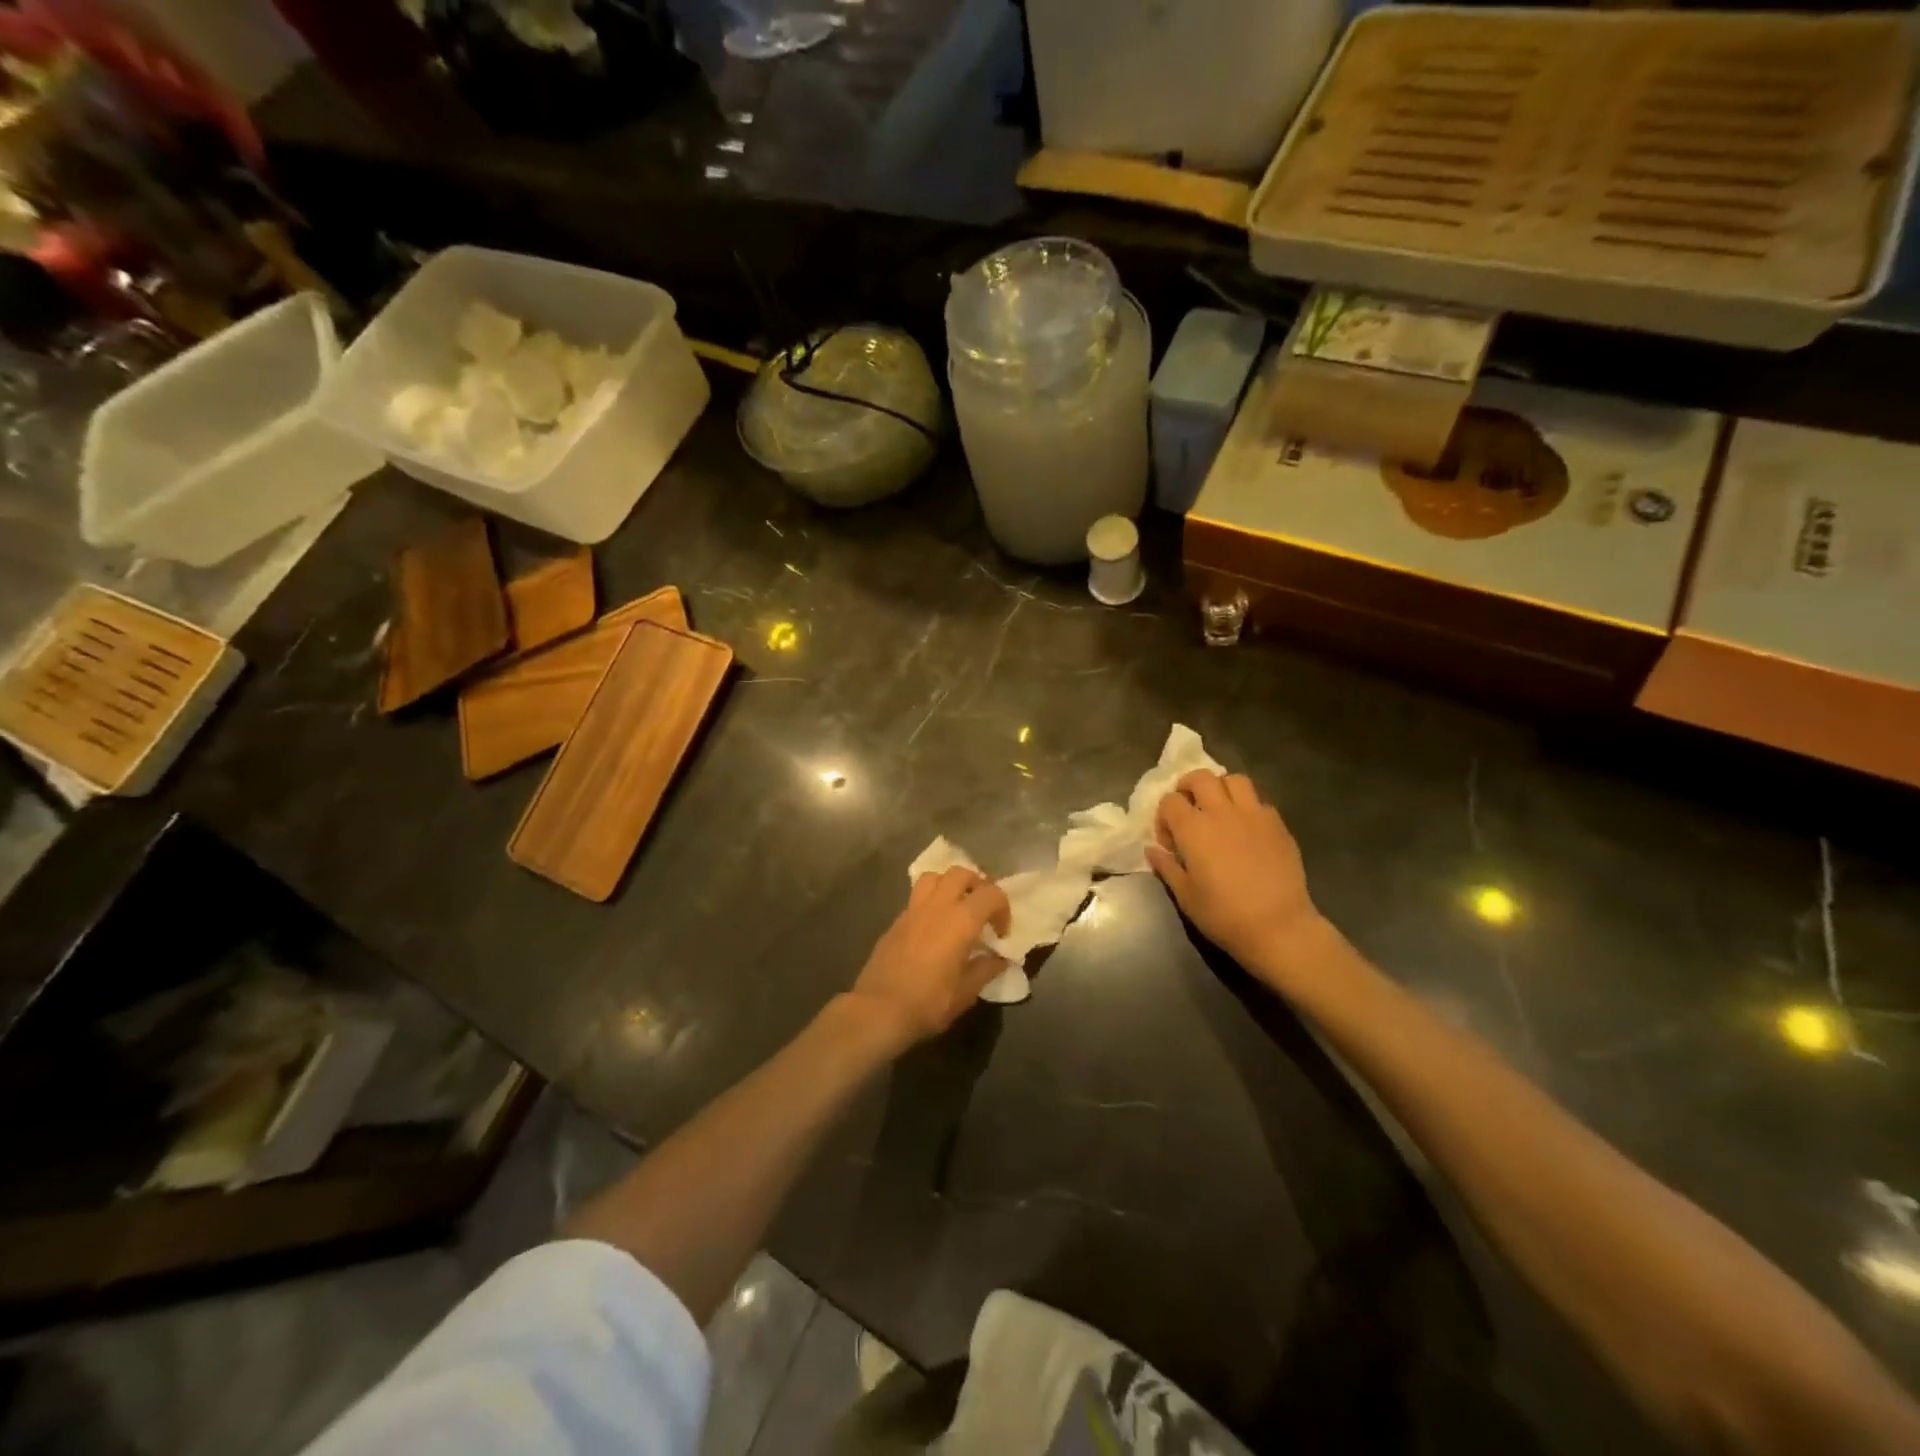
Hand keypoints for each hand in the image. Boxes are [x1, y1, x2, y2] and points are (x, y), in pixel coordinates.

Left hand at [849, 867, 1011, 1049]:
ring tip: (957, 907)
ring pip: (935, 877)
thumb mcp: (966, 992)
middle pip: (961, 873)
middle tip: (982, 910)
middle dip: (977, 885)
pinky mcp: (896, 920)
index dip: (1003, 909)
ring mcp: (913, 910)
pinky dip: (931, 900)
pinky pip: (917, 896)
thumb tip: (1000, 958)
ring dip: (950, 884)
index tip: (1001, 933)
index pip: (991, 894)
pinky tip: (933, 926)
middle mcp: (937, 906)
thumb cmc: (928, 1003)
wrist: (879, 1010)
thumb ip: (986, 969)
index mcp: (961, 921)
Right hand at [1147, 770, 1327, 981]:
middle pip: (1200, 777)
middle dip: (1188, 786)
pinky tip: (1246, 829)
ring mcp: (1254, 815)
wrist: (1278, 927)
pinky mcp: (1278, 824)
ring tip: (1219, 809)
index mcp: (1194, 829)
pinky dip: (1247, 807)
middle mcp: (1222, 813)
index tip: (1169, 841)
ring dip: (1221, 788)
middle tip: (1188, 808)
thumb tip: (1152, 850)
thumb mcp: (1186, 896)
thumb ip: (1167, 867)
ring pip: (1234, 780)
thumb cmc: (1224, 915)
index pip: (1170, 801)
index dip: (1163, 817)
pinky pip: (1259, 801)